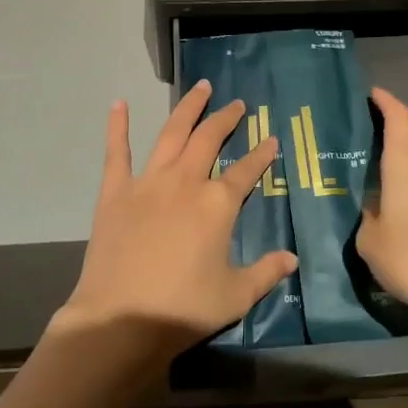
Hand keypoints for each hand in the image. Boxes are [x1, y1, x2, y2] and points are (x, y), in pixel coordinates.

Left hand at [55, 82, 298, 363]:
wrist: (121, 320)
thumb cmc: (183, 309)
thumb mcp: (235, 296)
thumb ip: (266, 272)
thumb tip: (292, 259)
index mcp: (218, 203)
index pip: (247, 170)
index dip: (262, 154)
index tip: (272, 139)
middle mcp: (186, 181)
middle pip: (209, 138)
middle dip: (226, 118)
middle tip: (237, 104)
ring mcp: (148, 182)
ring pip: (172, 133)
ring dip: (188, 108)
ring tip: (201, 87)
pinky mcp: (115, 191)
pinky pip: (117, 152)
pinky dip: (118, 126)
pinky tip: (119, 104)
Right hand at [357, 86, 407, 325]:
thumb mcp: (370, 242)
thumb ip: (367, 219)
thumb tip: (373, 212)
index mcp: (406, 164)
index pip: (399, 118)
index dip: (386, 101)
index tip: (372, 94)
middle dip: (394, 139)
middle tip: (369, 150)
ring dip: (407, 168)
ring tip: (384, 186)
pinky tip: (405, 215)